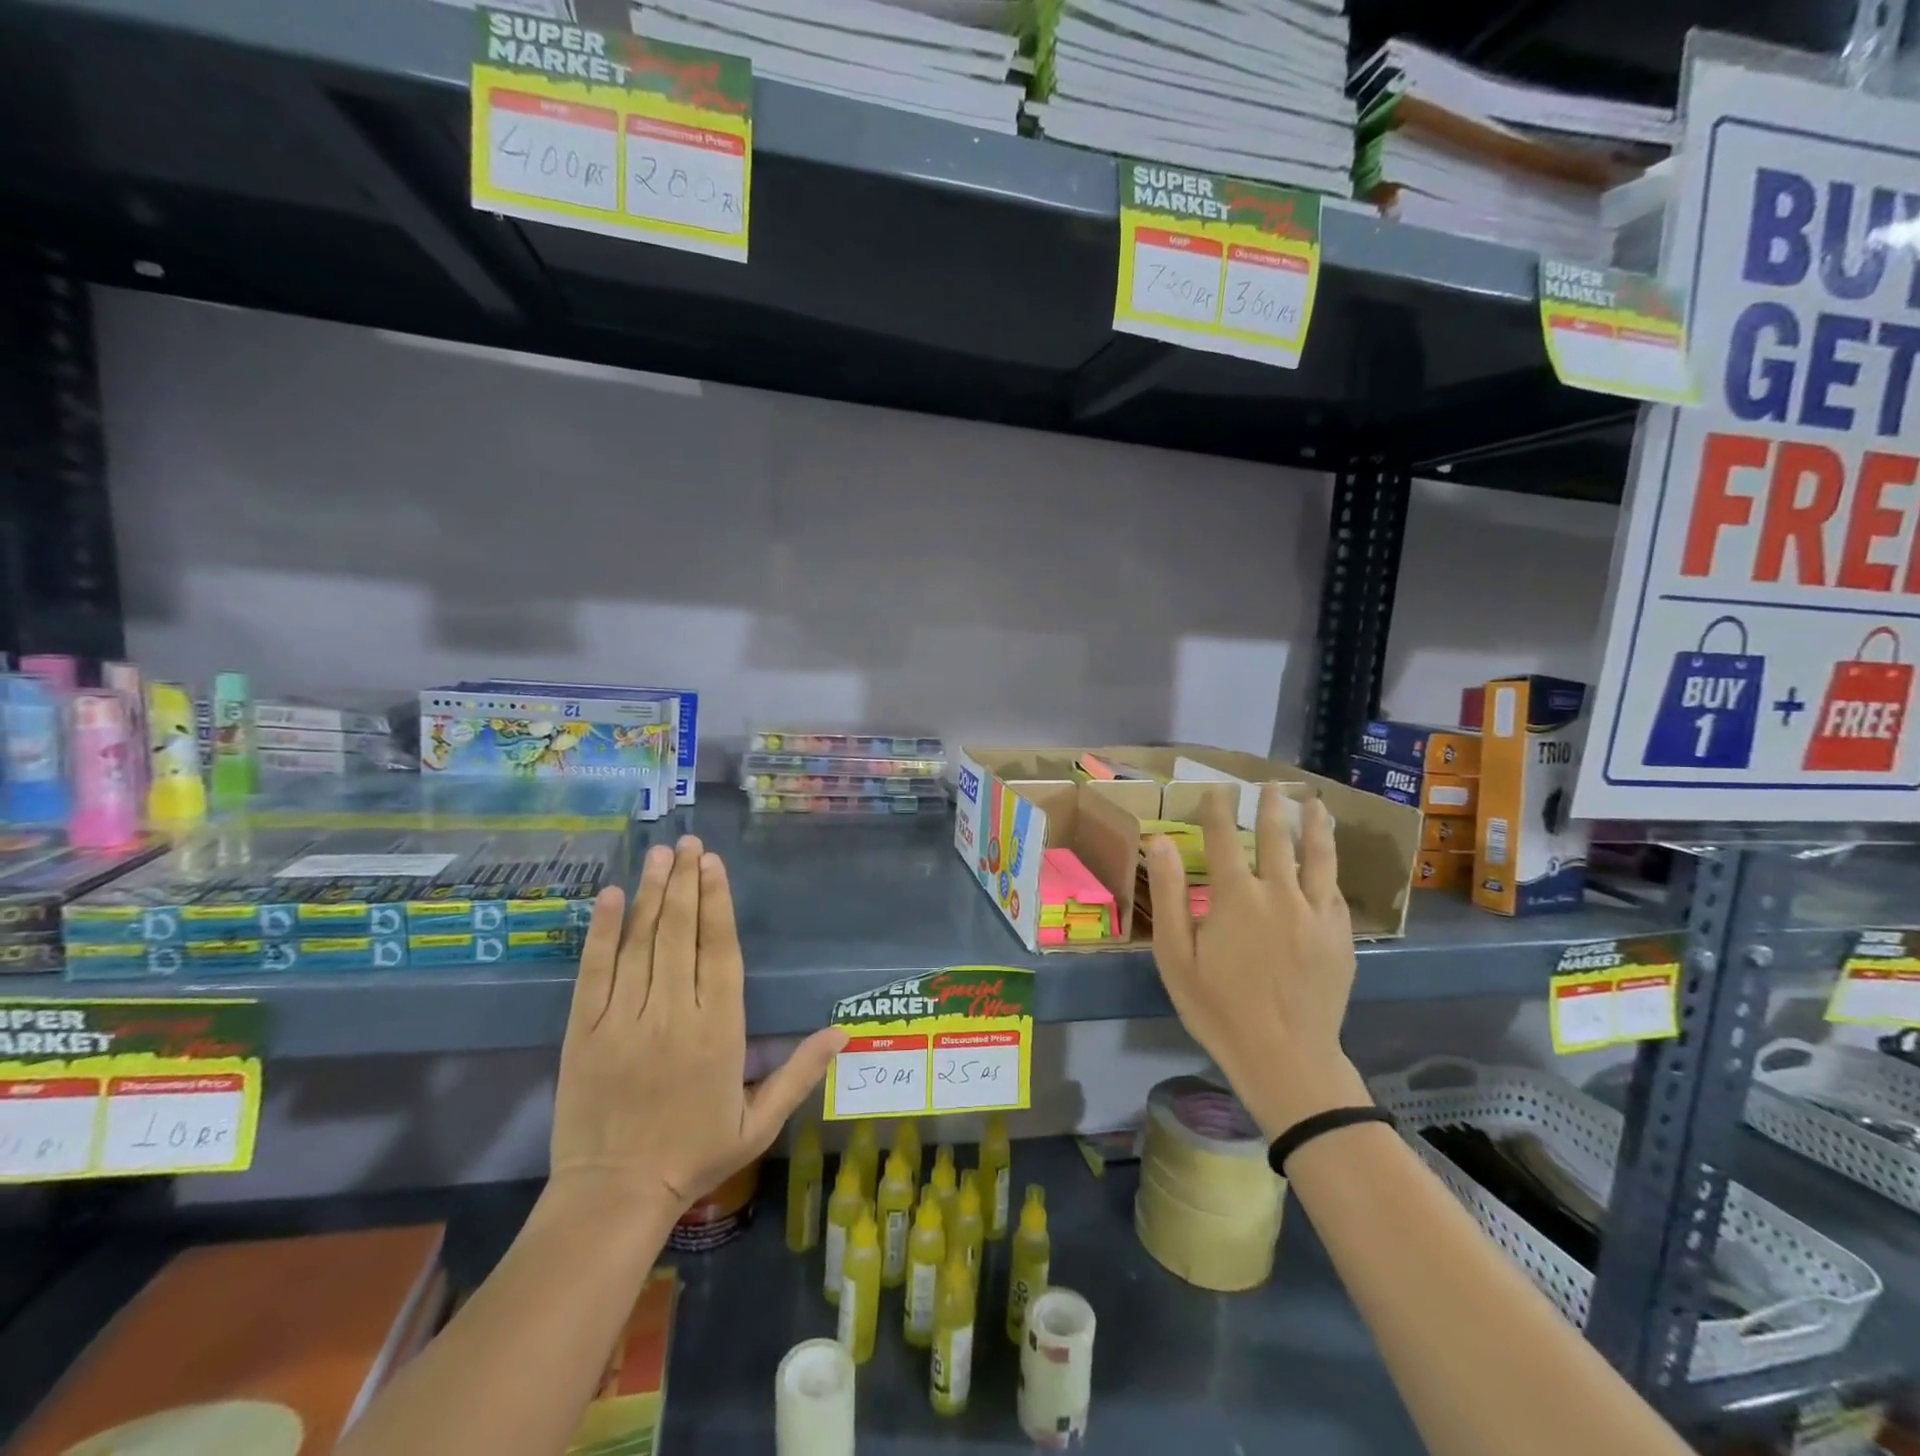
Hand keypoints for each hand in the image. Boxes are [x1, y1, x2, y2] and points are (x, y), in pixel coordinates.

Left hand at [550, 837, 847, 1218]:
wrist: (615, 1195)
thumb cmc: (695, 1154)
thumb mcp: (760, 1121)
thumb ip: (800, 1072)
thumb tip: (843, 1033)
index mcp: (718, 1029)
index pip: (719, 950)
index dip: (717, 903)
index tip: (713, 865)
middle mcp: (674, 1012)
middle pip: (680, 933)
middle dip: (684, 882)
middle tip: (688, 842)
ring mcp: (625, 1019)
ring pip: (641, 942)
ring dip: (650, 893)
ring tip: (659, 853)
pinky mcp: (585, 1030)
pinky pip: (594, 972)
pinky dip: (602, 932)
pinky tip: (610, 897)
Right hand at [1145, 784, 1369, 1136]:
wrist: (1286, 1057)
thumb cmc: (1218, 1008)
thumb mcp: (1176, 956)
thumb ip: (1169, 894)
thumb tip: (1159, 842)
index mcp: (1236, 897)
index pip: (1224, 839)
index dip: (1217, 812)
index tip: (1215, 792)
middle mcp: (1280, 894)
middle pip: (1276, 838)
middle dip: (1270, 808)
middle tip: (1269, 786)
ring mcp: (1316, 914)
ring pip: (1317, 857)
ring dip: (1314, 826)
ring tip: (1314, 803)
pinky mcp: (1341, 935)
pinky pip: (1335, 891)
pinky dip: (1330, 869)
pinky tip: (1329, 861)